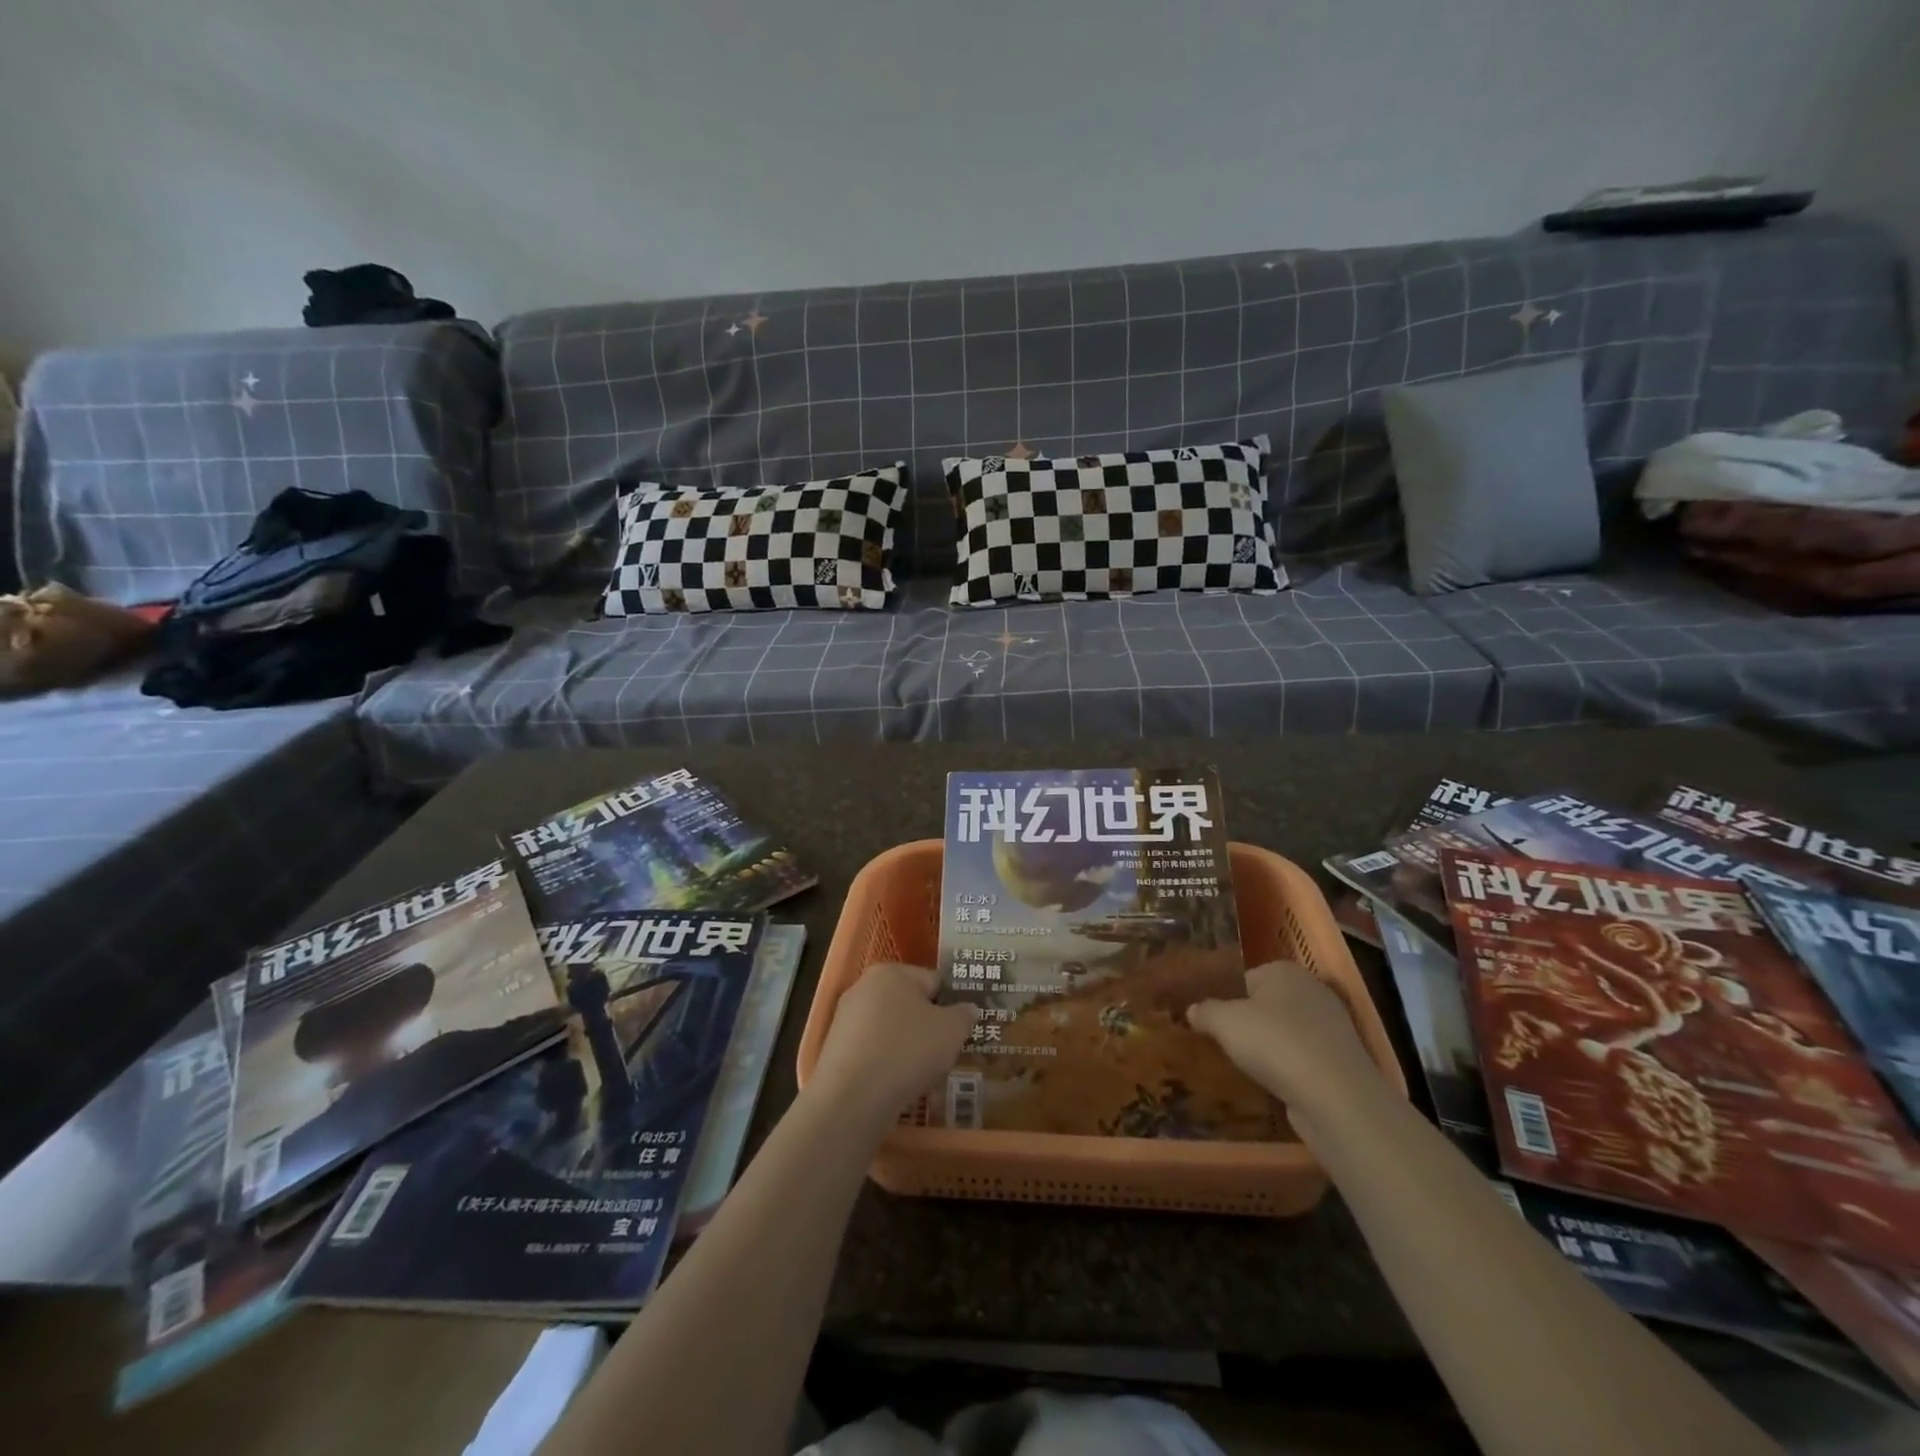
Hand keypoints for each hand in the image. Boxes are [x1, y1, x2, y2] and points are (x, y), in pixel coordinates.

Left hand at [810, 963, 977, 1126]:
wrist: (852, 1099)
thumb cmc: (907, 1050)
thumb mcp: (951, 1031)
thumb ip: (964, 1015)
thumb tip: (968, 1009)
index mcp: (891, 972)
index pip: (933, 980)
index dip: (953, 1003)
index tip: (965, 1029)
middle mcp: (863, 988)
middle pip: (910, 1004)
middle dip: (930, 1027)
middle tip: (948, 1052)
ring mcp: (845, 1020)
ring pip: (892, 1031)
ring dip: (910, 1048)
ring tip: (926, 1075)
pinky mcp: (836, 1052)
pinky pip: (874, 1053)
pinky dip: (888, 1065)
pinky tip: (900, 1086)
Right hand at [1188, 961, 1383, 1114]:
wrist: (1335, 1096)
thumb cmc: (1274, 1043)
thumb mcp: (1224, 1022)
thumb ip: (1205, 1011)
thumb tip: (1192, 1010)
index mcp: (1284, 970)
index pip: (1245, 978)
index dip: (1225, 999)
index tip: (1210, 1022)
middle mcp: (1312, 990)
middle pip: (1267, 1005)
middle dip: (1247, 1023)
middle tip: (1223, 1044)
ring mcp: (1332, 1026)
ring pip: (1286, 1033)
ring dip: (1269, 1048)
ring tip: (1245, 1067)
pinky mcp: (1341, 1060)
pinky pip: (1303, 1058)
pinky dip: (1288, 1068)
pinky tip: (1273, 1084)